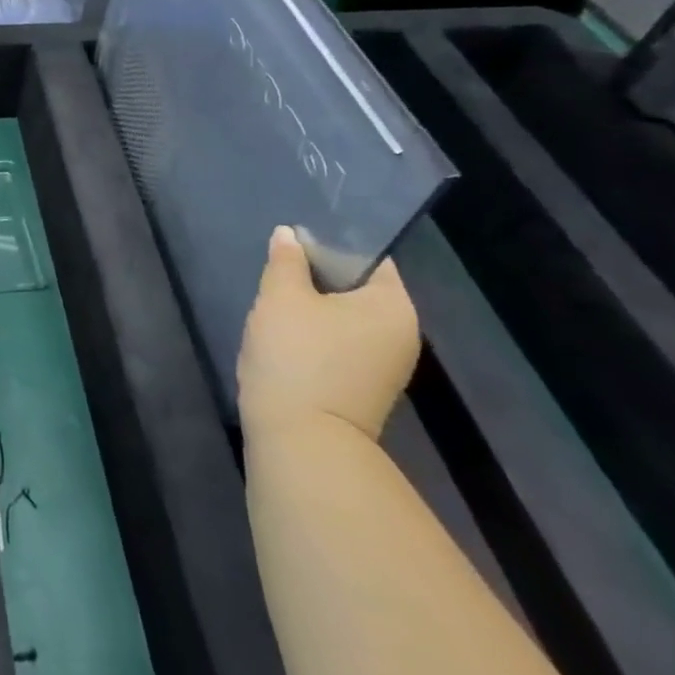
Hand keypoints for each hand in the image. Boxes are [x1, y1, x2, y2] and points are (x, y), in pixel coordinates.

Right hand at [237, 226, 419, 440]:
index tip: (293, 242)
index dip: (329, 244)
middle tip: (276, 273)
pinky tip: (282, 339)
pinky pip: (339, 346)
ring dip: (311, 310)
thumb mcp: (281, 297)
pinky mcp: (362, 389)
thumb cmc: (297, 356)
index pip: (368, 258)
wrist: (302, 439)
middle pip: (356, 289)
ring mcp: (384, 367)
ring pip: (343, 319)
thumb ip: (286, 260)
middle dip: (315, 278)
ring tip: (273, 305)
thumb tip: (289, 235)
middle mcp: (400, 334)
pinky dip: (313, 337)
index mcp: (393, 306)